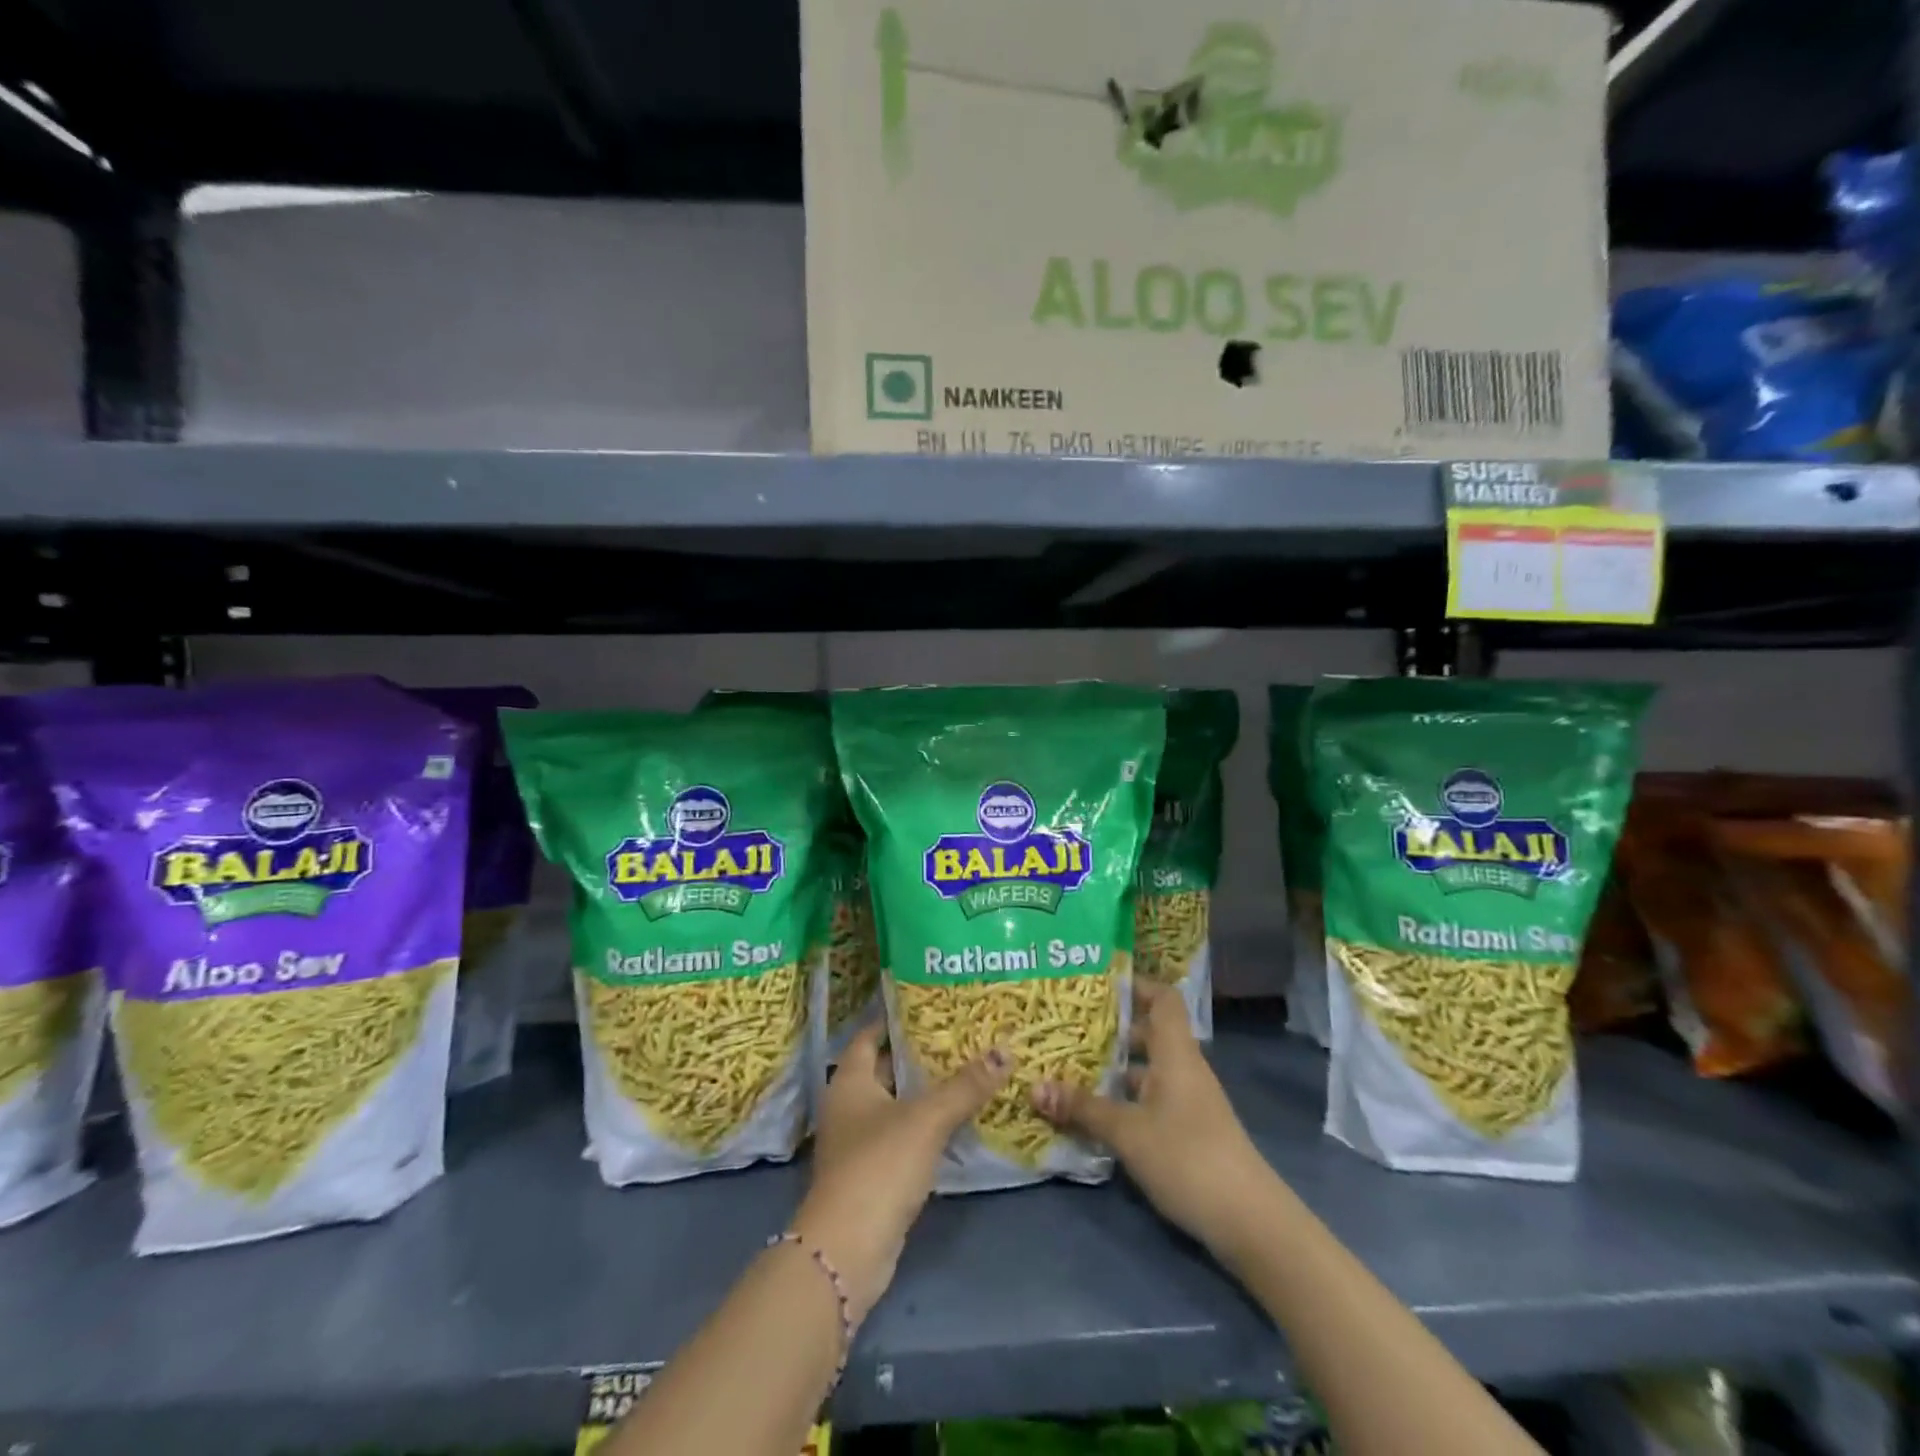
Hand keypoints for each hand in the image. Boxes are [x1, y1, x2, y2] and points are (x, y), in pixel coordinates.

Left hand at [792, 1025, 1009, 1324]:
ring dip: (925, 1092)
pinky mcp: (872, 1175)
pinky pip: (902, 1136)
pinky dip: (924, 1126)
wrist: (848, 1250)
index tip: (929, 1004)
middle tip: (960, 1036)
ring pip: (896, 1105)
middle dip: (919, 1054)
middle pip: (886, 1069)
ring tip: (967, 1071)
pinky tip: (956, 1121)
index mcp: (850, 1080)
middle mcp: (848, 1106)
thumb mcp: (927, 1119)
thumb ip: (965, 1086)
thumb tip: (1005, 1051)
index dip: (895, 1019)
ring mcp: (857, 1143)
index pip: (870, 1035)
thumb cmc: (880, 1165)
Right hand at [1031, 980, 1270, 1253]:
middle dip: (1111, 1029)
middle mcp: (1183, 1069)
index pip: (1162, 999)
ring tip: (1070, 1066)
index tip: (1097, 984)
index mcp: (1176, 1053)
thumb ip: (1082, 1108)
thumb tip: (1033, 1086)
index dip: (1135, 985)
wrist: (1250, 1222)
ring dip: (1114, 1068)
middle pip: (1149, 1033)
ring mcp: (1187, 1101)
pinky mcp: (1187, 1131)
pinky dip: (1124, 1099)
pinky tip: (1095, 1112)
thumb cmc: (1188, 1158)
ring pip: (1146, 1070)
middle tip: (1068, 1026)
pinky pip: (1149, 1099)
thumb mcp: (1128, 1132)